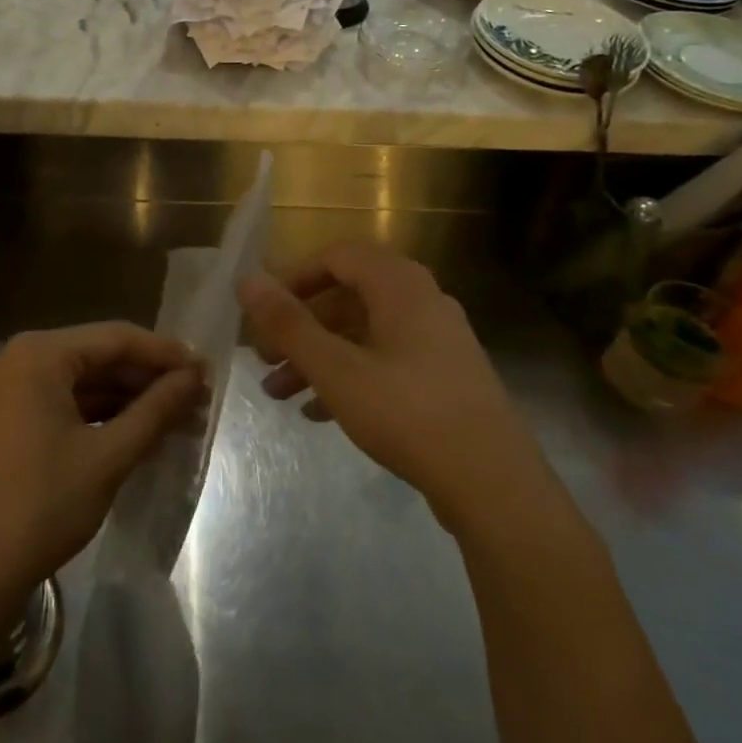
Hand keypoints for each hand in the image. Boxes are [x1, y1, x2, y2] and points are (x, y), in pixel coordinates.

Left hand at [0, 323, 205, 614]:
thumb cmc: (42, 505)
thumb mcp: (108, 456)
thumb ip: (155, 411)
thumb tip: (195, 378)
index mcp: (40, 354)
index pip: (117, 338)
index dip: (166, 354)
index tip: (208, 371)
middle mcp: (21, 359)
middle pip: (100, 357)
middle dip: (150, 379)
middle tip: (198, 399)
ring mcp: (10, 390)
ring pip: (84, 382)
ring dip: (129, 399)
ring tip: (179, 418)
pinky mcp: (8, 420)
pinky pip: (65, 403)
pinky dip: (102, 415)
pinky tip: (138, 432)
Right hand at [237, 243, 546, 534]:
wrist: (494, 485)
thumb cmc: (408, 414)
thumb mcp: (336, 369)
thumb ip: (289, 323)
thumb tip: (247, 280)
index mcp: (400, 285)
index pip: (337, 257)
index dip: (293, 279)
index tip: (263, 312)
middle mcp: (422, 302)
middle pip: (347, 298)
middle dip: (300, 327)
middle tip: (264, 358)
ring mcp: (437, 341)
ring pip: (363, 335)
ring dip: (318, 357)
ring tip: (279, 394)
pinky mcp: (444, 378)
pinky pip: (385, 362)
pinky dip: (349, 377)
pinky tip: (318, 413)